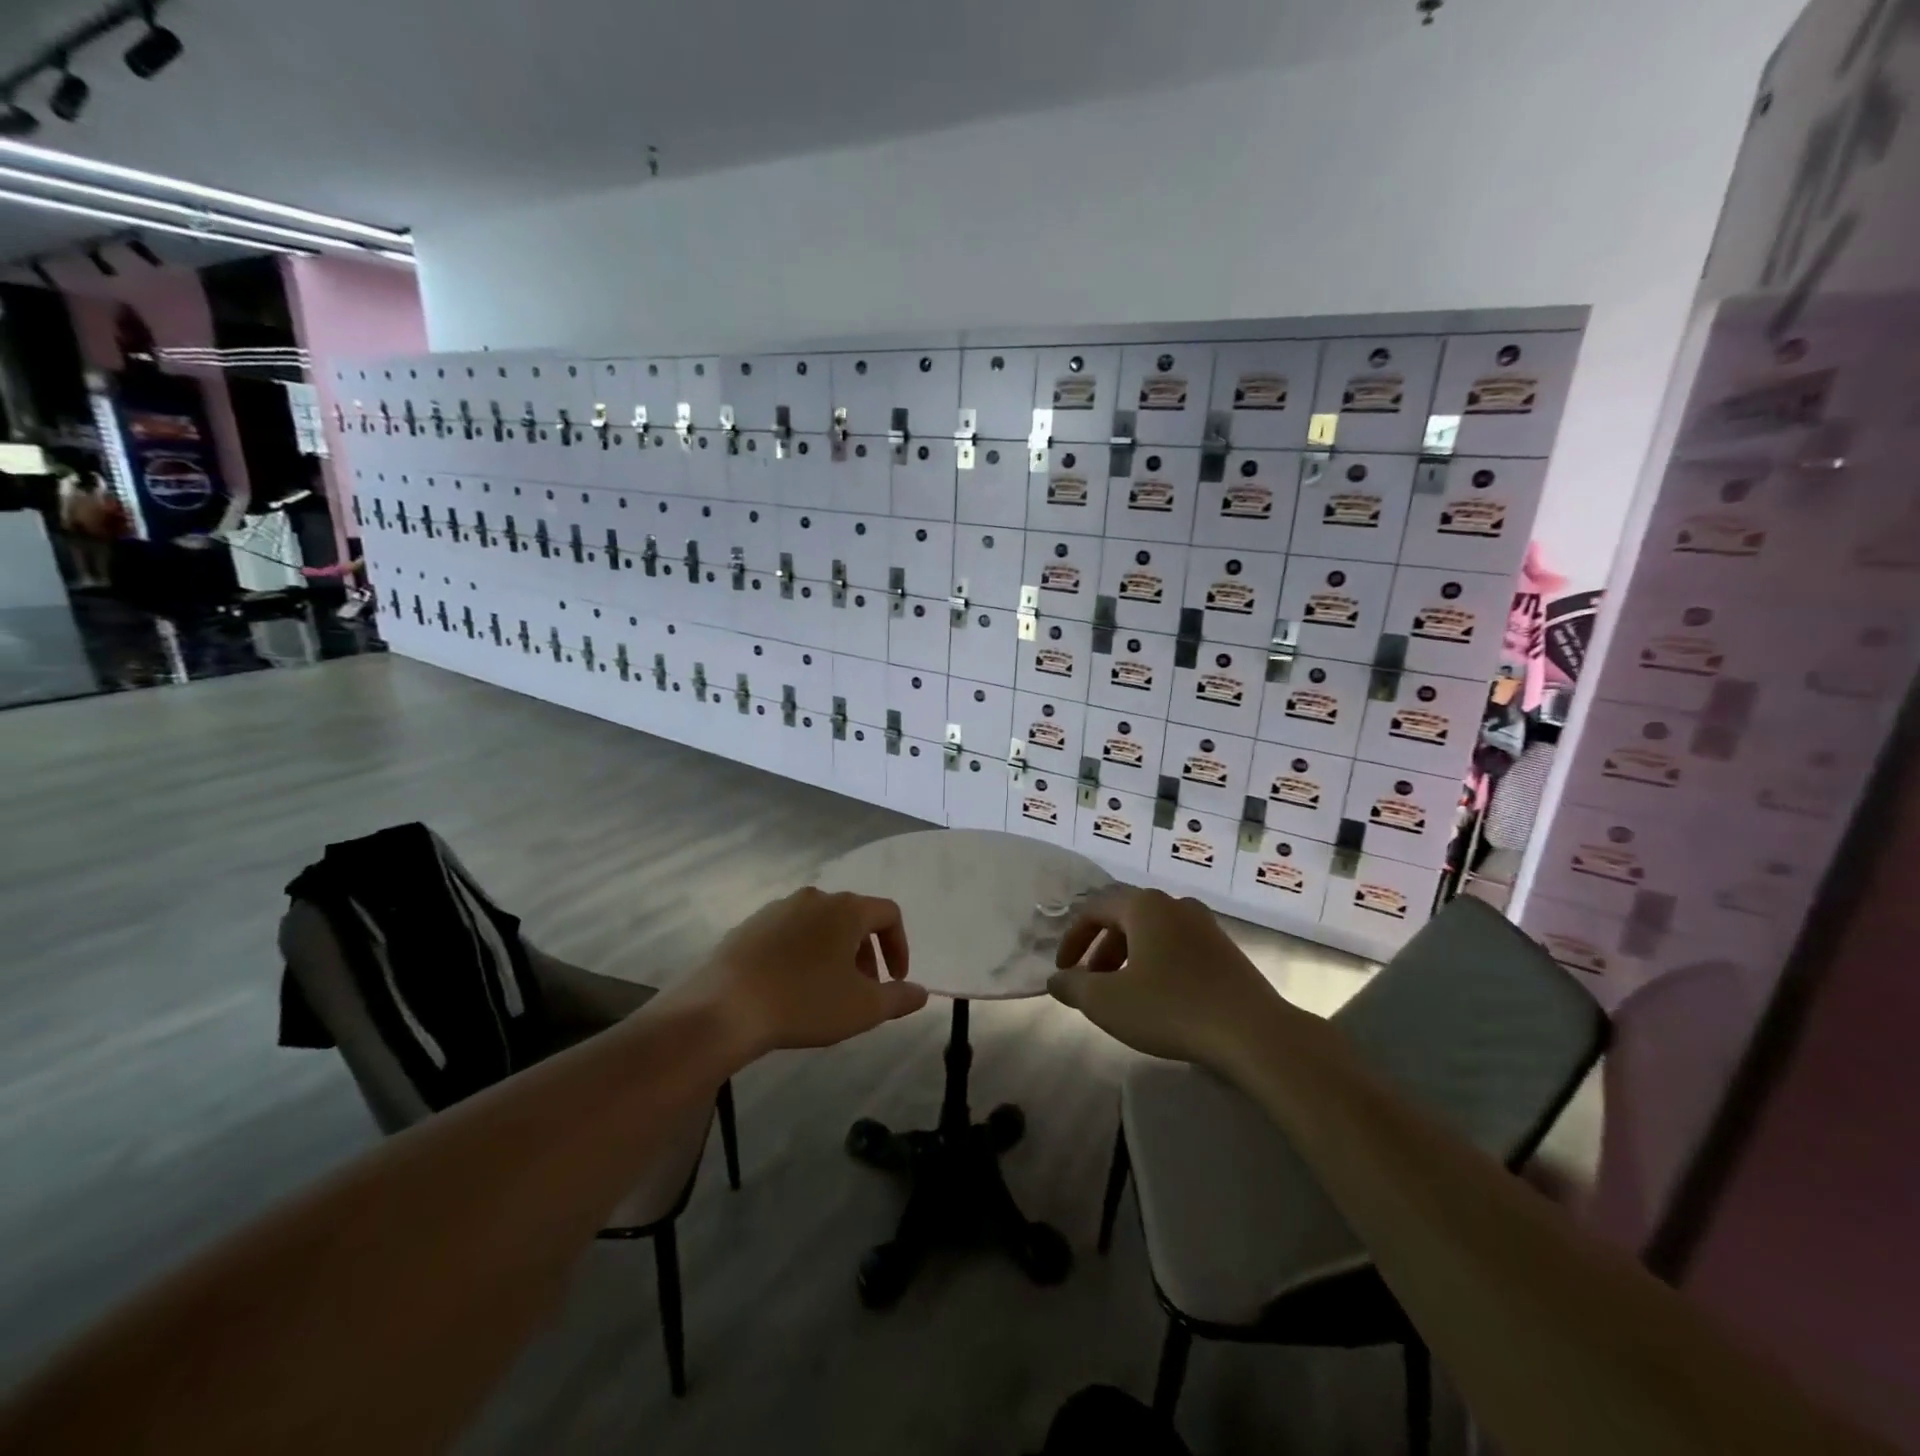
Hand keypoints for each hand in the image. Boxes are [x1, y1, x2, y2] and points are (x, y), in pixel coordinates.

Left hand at [673, 887, 928, 1058]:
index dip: (899, 946)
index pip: (888, 913)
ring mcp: (778, 908)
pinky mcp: (750, 925)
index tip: (896, 980)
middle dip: (866, 952)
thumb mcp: (863, 1008)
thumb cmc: (804, 1002)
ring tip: (827, 991)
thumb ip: (899, 998)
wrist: (724, 1008)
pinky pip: (789, 934)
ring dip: (834, 953)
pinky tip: (791, 988)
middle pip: (854, 917)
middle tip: (863, 989)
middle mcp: (815, 898)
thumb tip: (921, 992)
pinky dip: (802, 954)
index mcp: (846, 909)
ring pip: (820, 925)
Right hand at [1048, 888, 1290, 1070]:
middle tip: (1090, 984)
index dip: (1072, 939)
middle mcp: (1175, 904)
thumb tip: (1056, 980)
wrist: (1253, 1032)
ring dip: (1128, 958)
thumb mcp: (1108, 1002)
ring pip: (1152, 934)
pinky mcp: (1225, 949)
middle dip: (1100, 951)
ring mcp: (1205, 925)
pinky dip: (1156, 964)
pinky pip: (1177, 947)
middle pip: (1124, 919)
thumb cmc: (1171, 1008)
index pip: (1094, 910)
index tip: (1062, 971)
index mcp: (1144, 906)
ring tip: (1122, 995)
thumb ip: (1073, 987)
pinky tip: (1159, 998)